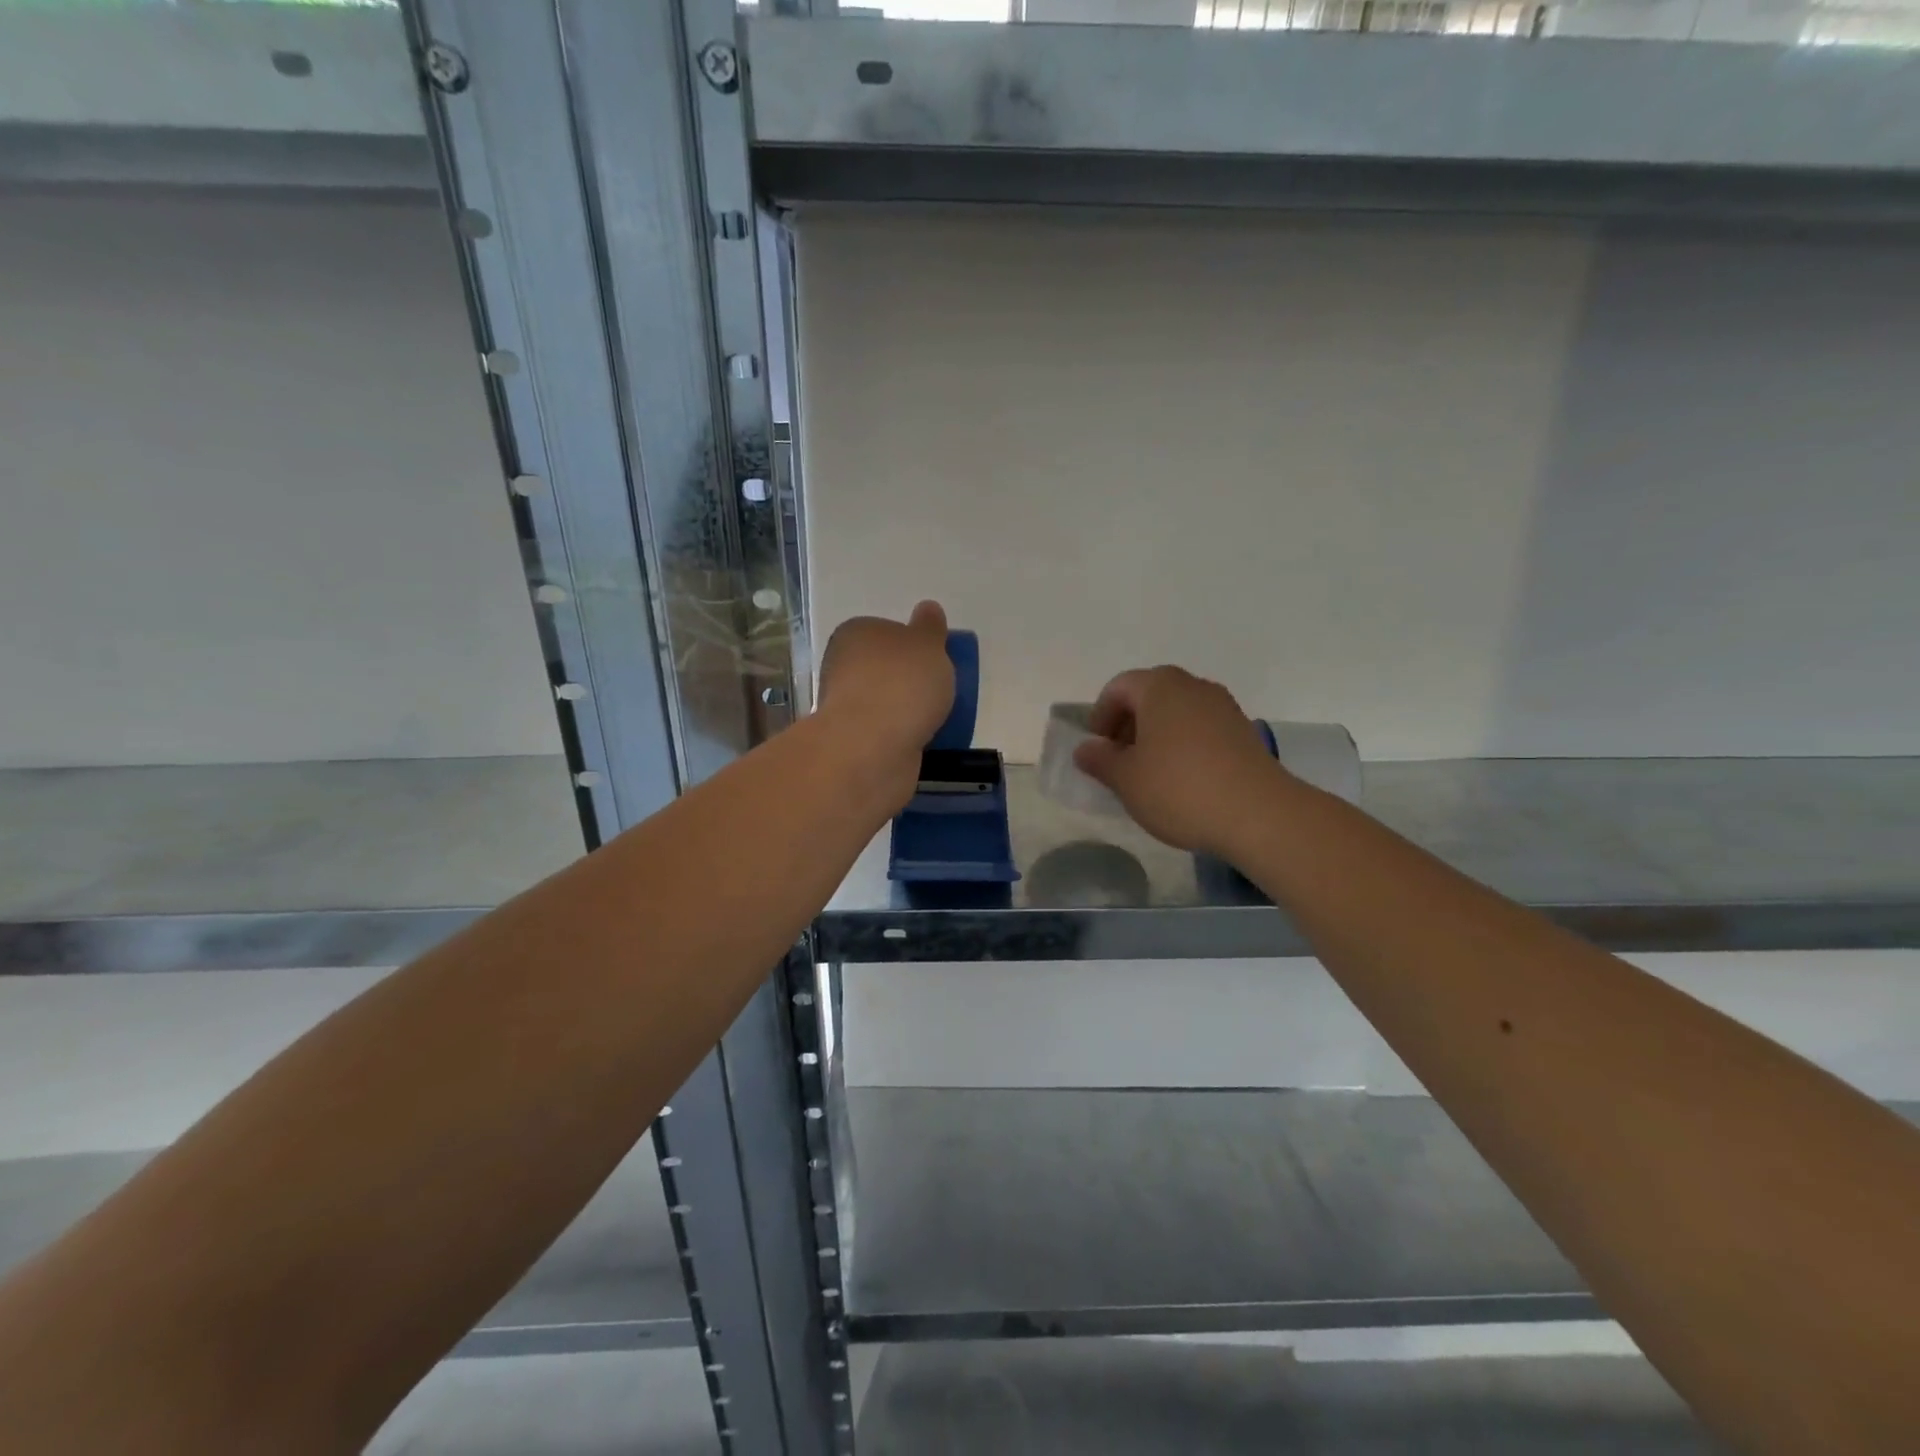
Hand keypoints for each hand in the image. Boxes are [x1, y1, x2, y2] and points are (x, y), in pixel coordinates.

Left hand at [816, 601, 955, 798]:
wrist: (873, 748)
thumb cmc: (902, 683)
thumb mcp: (928, 644)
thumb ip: (930, 627)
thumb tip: (927, 608)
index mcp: (855, 633)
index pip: (885, 631)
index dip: (911, 644)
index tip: (935, 661)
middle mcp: (842, 666)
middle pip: (883, 668)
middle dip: (909, 680)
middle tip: (940, 691)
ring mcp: (845, 706)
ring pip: (884, 702)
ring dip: (905, 710)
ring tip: (936, 719)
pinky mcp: (853, 742)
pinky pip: (886, 732)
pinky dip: (902, 735)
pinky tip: (922, 741)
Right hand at [1073, 666, 1282, 858]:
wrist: (1259, 814)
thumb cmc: (1179, 789)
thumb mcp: (1126, 779)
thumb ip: (1100, 760)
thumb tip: (1086, 748)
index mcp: (1159, 687)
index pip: (1118, 688)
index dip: (1100, 716)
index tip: (1096, 749)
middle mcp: (1193, 686)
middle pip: (1150, 695)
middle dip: (1129, 724)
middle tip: (1119, 760)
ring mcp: (1223, 707)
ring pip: (1177, 712)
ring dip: (1157, 735)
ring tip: (1149, 773)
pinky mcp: (1244, 732)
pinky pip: (1201, 728)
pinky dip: (1183, 745)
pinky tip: (1182, 780)